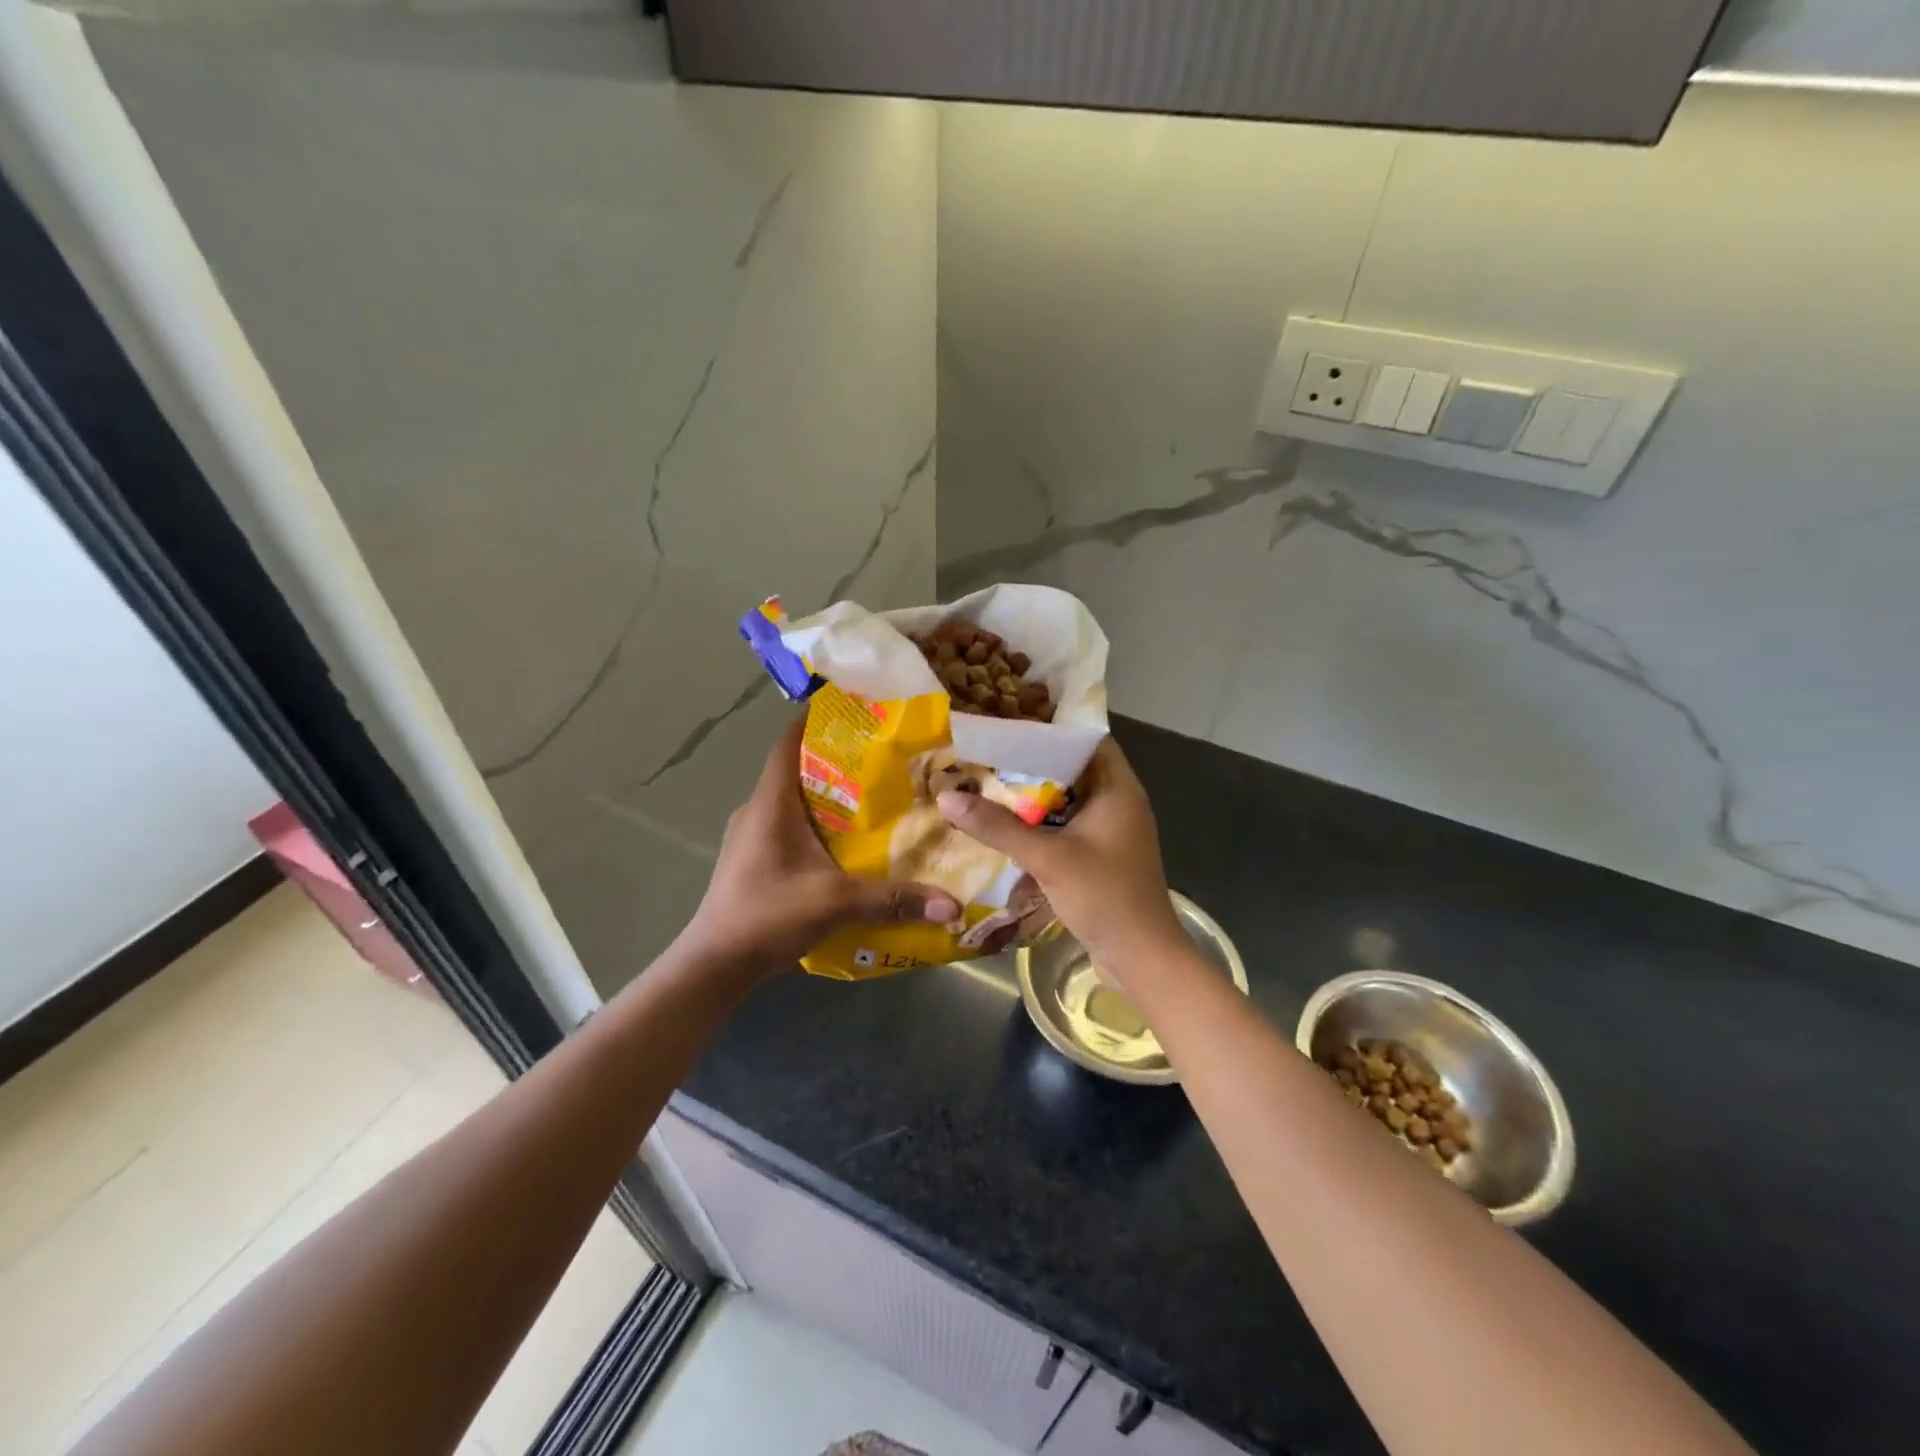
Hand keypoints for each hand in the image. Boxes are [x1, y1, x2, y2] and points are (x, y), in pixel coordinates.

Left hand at [684, 715, 960, 974]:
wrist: (714, 965)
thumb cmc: (767, 916)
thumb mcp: (835, 903)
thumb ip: (893, 899)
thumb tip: (952, 906)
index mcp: (771, 803)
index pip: (789, 741)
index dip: (817, 718)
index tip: (855, 708)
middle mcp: (758, 810)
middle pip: (797, 767)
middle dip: (837, 758)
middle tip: (883, 756)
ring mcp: (751, 836)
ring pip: (794, 799)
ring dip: (828, 793)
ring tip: (874, 795)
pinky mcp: (753, 859)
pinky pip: (789, 825)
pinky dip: (817, 822)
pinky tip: (846, 842)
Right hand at [936, 738, 1184, 986]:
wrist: (1141, 959)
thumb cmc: (1105, 896)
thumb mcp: (1047, 858)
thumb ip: (998, 827)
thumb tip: (946, 797)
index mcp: (1118, 789)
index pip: (1086, 739)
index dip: (1050, 728)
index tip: (1009, 722)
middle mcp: (1118, 803)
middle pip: (1072, 769)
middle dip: (1031, 763)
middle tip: (987, 753)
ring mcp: (1110, 832)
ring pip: (1066, 801)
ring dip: (1032, 798)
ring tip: (987, 783)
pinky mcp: (1100, 857)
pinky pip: (1066, 829)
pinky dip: (1040, 826)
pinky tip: (1005, 828)